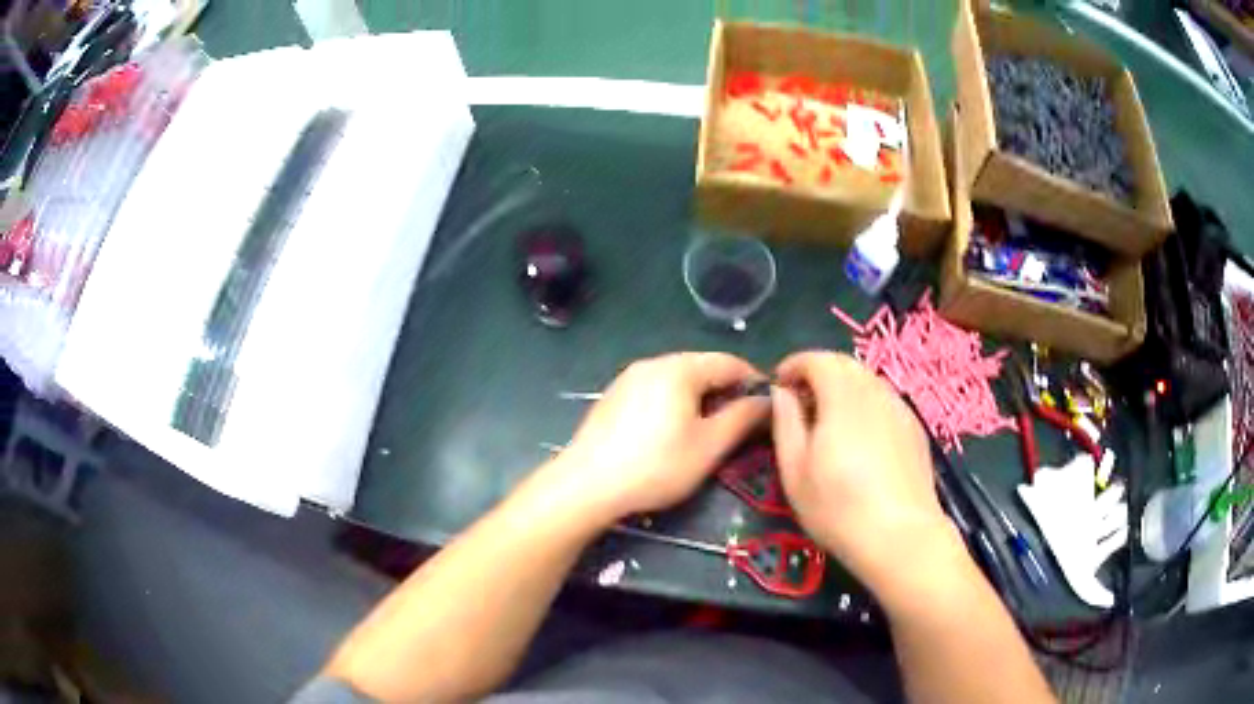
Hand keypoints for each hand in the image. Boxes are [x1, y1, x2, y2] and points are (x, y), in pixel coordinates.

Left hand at [547, 352, 769, 522]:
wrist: (587, 485)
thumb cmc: (656, 466)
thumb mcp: (709, 446)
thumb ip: (742, 418)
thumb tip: (767, 400)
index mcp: (679, 368)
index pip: (729, 362)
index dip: (753, 382)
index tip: (768, 407)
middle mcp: (652, 363)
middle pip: (702, 368)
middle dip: (726, 391)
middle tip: (741, 424)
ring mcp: (628, 378)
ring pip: (678, 380)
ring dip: (701, 399)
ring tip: (710, 431)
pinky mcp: (614, 397)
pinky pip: (655, 391)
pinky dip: (674, 404)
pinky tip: (672, 434)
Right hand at [772, 351, 957, 598]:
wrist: (901, 537)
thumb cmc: (838, 509)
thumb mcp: (795, 471)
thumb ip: (785, 423)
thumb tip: (781, 392)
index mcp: (843, 397)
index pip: (817, 359)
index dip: (794, 365)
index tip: (779, 386)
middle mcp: (876, 391)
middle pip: (845, 365)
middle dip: (818, 373)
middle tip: (801, 404)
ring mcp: (900, 408)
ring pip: (868, 381)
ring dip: (843, 388)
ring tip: (829, 422)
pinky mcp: (915, 428)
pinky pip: (885, 401)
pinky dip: (865, 405)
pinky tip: (860, 440)